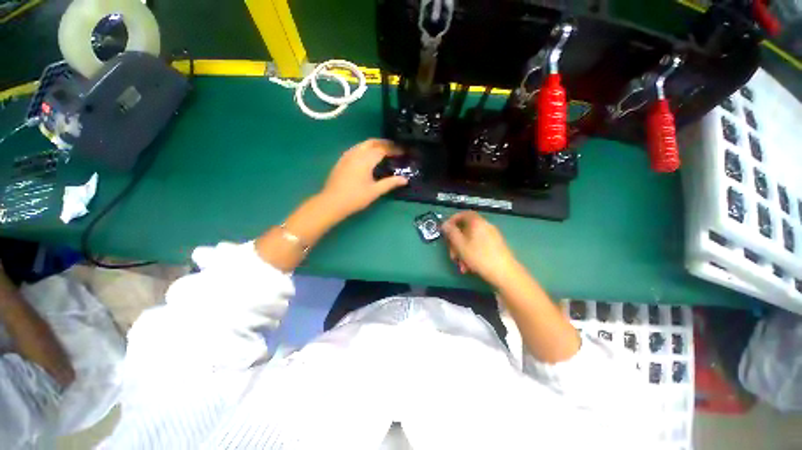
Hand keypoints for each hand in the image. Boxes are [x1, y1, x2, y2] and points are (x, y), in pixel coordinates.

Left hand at [320, 139, 408, 219]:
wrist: (331, 202)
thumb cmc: (355, 198)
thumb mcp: (375, 191)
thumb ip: (390, 183)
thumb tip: (405, 179)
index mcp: (365, 160)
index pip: (382, 149)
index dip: (394, 149)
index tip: (403, 151)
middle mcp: (356, 153)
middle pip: (372, 142)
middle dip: (384, 143)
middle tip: (395, 148)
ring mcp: (347, 156)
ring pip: (362, 144)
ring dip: (374, 144)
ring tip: (384, 151)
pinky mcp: (342, 160)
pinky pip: (356, 149)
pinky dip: (366, 148)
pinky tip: (368, 157)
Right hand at [442, 211, 519, 286]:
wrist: (505, 273)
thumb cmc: (479, 257)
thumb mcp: (460, 245)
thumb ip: (451, 233)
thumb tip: (445, 224)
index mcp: (477, 223)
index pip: (463, 214)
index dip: (452, 220)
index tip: (446, 230)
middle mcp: (485, 226)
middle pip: (466, 230)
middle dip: (456, 242)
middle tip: (452, 254)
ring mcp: (492, 236)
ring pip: (471, 240)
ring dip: (463, 251)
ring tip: (461, 265)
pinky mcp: (495, 246)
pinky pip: (478, 246)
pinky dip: (471, 254)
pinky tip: (468, 267)